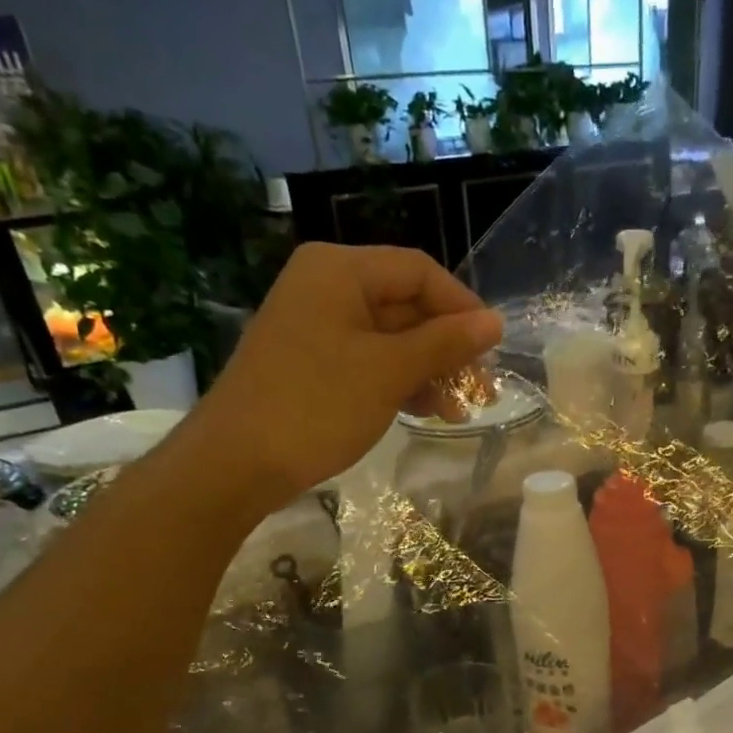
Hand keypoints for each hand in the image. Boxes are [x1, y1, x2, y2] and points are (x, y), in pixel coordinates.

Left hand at [190, 243, 502, 502]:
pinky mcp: (312, 363)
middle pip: (405, 304)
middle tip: (481, 389)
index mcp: (339, 270)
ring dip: (428, 370)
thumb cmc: (316, 406)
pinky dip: (399, 382)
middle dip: (446, 346)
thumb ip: (445, 343)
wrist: (237, 462)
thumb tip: (495, 322)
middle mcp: (325, 286)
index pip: (419, 271)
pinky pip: (368, 361)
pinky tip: (425, 412)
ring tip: (457, 411)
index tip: (492, 349)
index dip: (462, 307)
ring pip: (390, 338)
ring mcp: (316, 326)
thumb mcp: (389, 372)